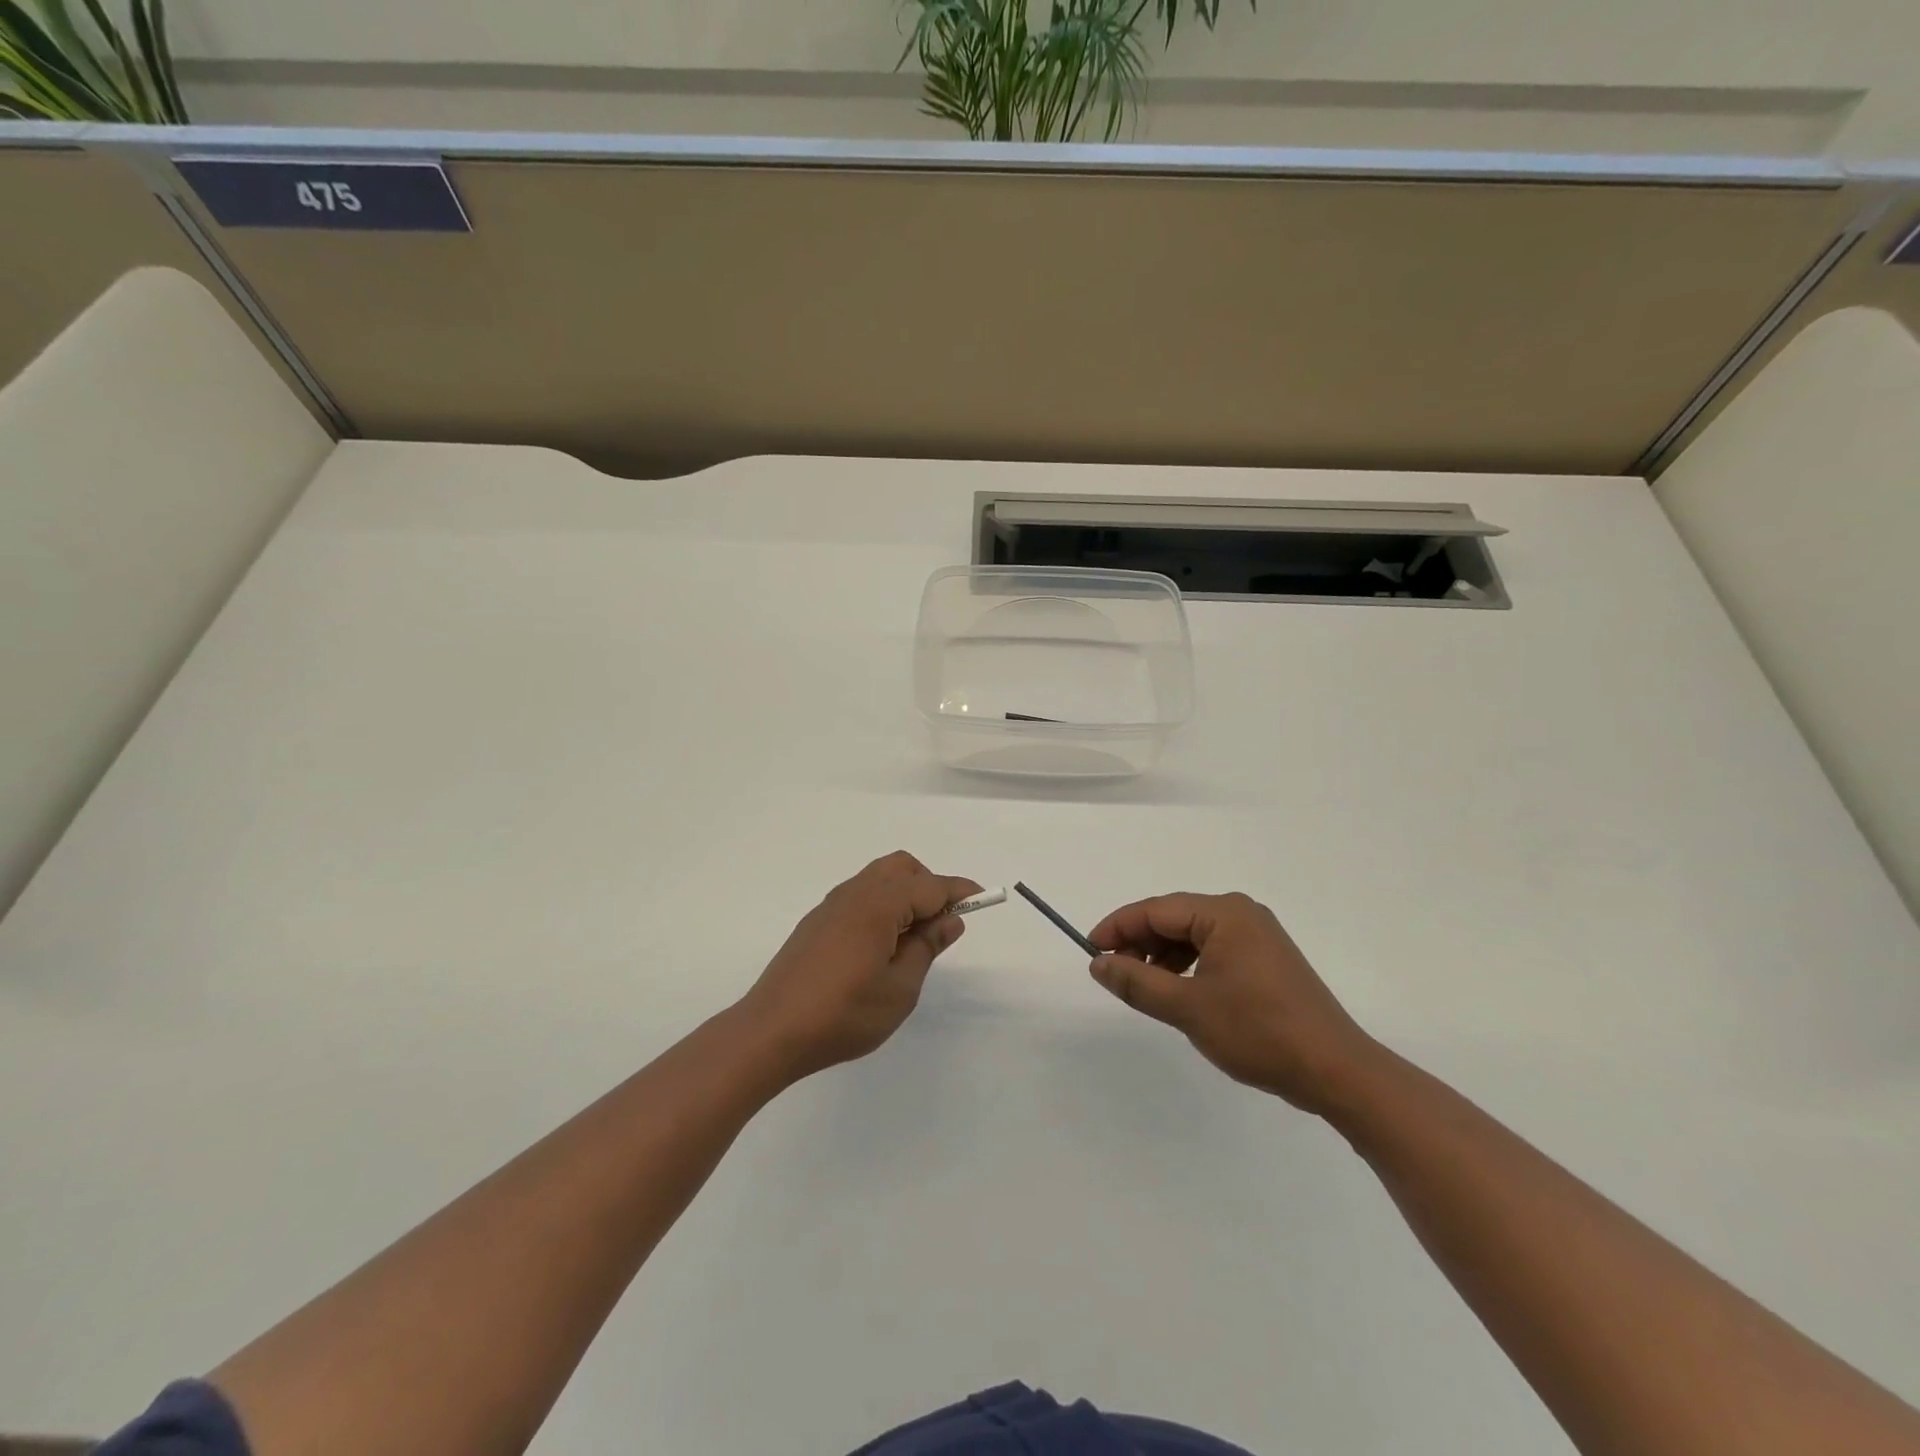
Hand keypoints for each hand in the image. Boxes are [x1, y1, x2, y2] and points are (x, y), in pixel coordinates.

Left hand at [738, 852, 980, 1082]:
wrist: (771, 1032)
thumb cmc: (843, 1014)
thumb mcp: (899, 989)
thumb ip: (926, 947)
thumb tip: (949, 920)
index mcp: (877, 905)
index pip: (929, 886)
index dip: (959, 891)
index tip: (983, 898)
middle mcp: (854, 894)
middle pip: (902, 868)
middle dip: (929, 885)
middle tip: (942, 924)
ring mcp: (831, 906)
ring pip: (878, 879)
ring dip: (904, 894)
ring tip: (913, 939)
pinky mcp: (817, 923)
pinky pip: (860, 896)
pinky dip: (882, 905)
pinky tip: (881, 945)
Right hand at [1087, 892, 1377, 1115]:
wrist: (1335, 1071)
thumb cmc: (1258, 1031)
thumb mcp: (1187, 1008)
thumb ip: (1137, 982)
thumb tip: (1098, 963)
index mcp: (1224, 913)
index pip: (1156, 909)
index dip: (1118, 928)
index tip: (1090, 951)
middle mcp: (1241, 914)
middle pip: (1174, 918)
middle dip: (1140, 942)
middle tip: (1114, 973)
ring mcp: (1257, 936)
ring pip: (1192, 936)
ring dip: (1162, 956)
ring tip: (1143, 986)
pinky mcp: (1266, 960)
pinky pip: (1213, 951)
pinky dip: (1188, 966)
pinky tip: (1178, 991)